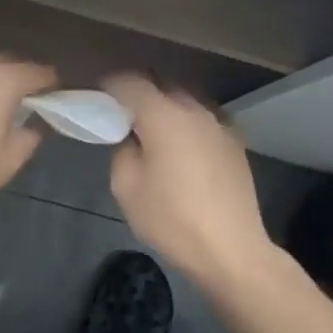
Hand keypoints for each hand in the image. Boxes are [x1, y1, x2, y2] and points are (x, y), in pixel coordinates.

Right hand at [104, 73, 273, 290]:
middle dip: (139, 94)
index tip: (97, 98)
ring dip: (165, 107)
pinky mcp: (235, 142)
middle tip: (122, 117)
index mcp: (164, 116)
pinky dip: (187, 123)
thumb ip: (122, 150)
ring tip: (152, 132)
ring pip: (186, 100)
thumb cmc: (171, 220)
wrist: (230, 250)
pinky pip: (204, 119)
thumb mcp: (126, 188)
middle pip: (161, 85)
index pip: (130, 82)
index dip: (110, 85)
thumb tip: (132, 138)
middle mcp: (194, 110)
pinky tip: (182, 147)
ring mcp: (220, 124)